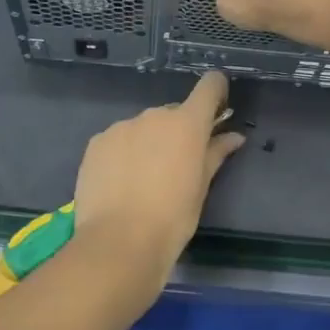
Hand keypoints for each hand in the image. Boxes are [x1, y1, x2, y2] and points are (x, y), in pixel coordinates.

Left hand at [69, 70, 244, 295]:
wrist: (118, 242)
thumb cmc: (172, 217)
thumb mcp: (201, 188)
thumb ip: (215, 154)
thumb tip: (233, 136)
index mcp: (187, 123)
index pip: (209, 87)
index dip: (216, 92)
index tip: (218, 108)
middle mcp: (154, 116)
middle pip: (173, 112)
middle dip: (179, 131)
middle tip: (178, 164)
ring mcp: (121, 127)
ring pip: (144, 127)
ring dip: (149, 142)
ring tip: (144, 179)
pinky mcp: (96, 143)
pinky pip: (118, 139)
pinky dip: (124, 153)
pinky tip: (121, 182)